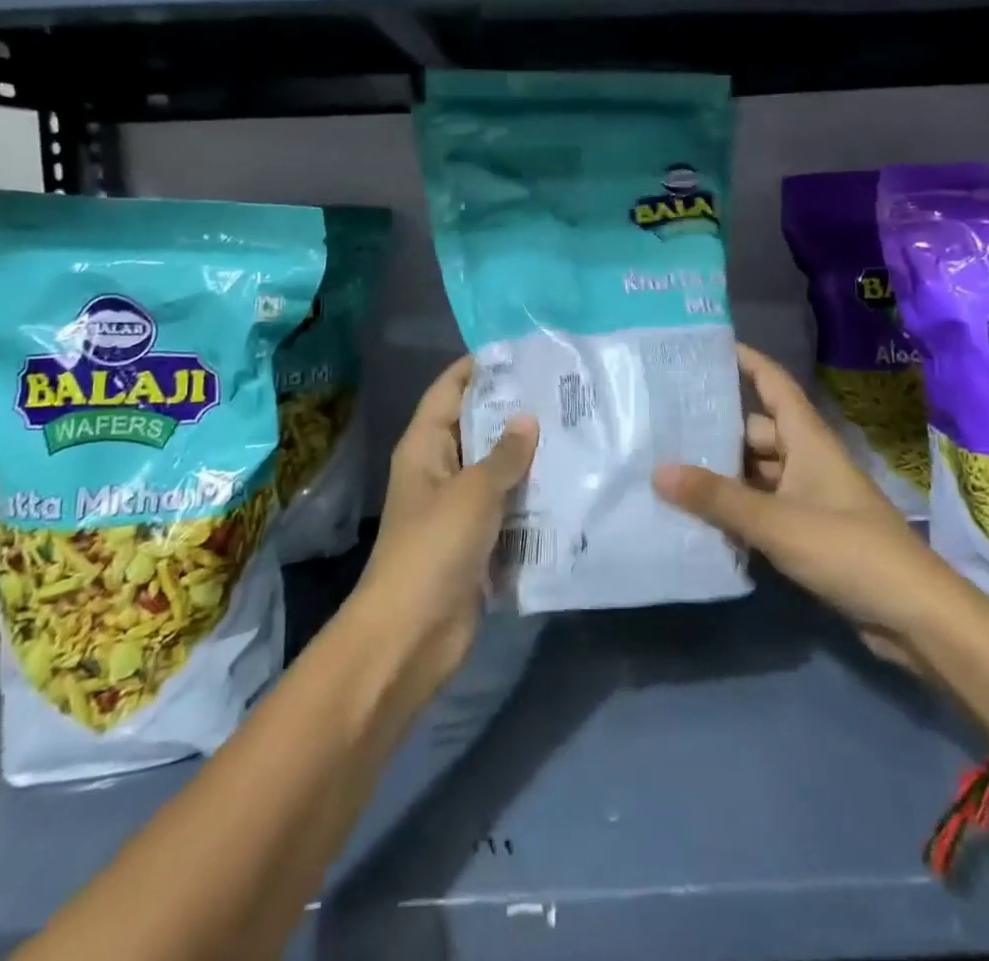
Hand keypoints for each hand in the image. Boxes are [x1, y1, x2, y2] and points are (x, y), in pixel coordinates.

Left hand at [351, 356, 538, 704]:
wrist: (411, 636)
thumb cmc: (433, 549)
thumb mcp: (473, 493)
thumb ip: (504, 455)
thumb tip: (527, 419)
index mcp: (425, 447)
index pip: (449, 390)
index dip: (478, 367)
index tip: (521, 351)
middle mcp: (440, 470)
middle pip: (477, 427)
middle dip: (514, 411)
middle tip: (564, 391)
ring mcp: (458, 508)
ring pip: (496, 469)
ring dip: (528, 456)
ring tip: (577, 430)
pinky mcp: (477, 541)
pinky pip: (507, 508)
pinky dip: (531, 497)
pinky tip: (571, 483)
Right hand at [652, 343, 934, 668]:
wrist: (913, 615)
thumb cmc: (848, 549)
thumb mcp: (777, 521)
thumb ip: (717, 498)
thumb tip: (658, 470)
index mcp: (807, 440)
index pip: (775, 384)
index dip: (747, 362)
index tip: (707, 349)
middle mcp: (807, 460)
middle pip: (756, 432)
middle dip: (716, 428)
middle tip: (664, 424)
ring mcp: (809, 497)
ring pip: (757, 472)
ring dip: (723, 473)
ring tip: (669, 468)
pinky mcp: (808, 532)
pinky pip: (763, 506)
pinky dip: (736, 507)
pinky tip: (699, 515)